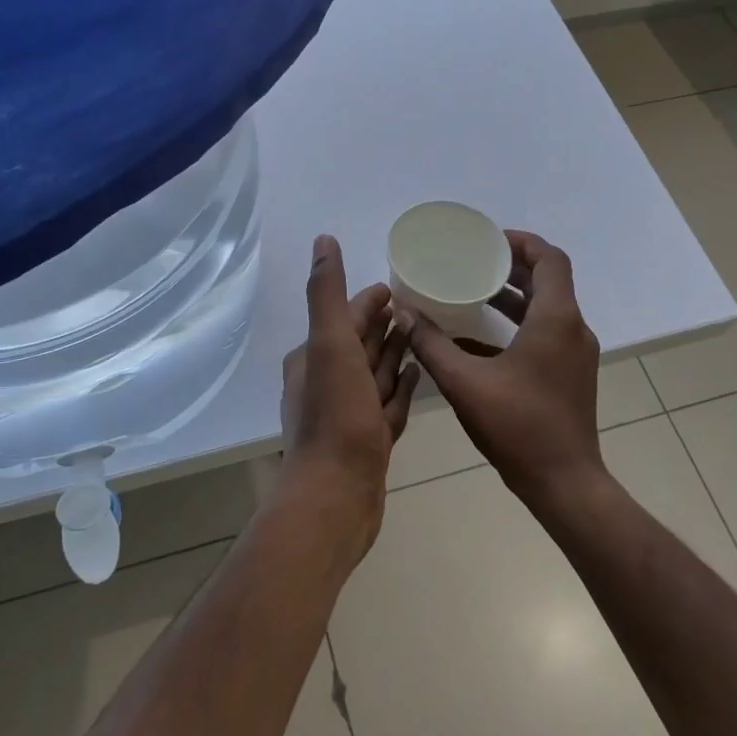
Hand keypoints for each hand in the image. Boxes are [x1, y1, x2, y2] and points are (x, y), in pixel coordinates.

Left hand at [278, 235, 419, 561]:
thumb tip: (323, 240)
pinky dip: (402, 387)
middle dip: (383, 324)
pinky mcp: (369, 440)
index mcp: (313, 358)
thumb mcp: (329, 344)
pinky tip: (421, 375)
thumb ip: (325, 293)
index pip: (344, 318)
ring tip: (423, 334)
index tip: (396, 286)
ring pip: (376, 373)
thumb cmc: (336, 415)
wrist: (337, 495)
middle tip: (418, 305)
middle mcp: (326, 383)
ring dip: (395, 353)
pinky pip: (389, 403)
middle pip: (360, 343)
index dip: (368, 301)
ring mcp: (349, 414)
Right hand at [405, 231, 603, 511]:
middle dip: (512, 266)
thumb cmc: (518, 427)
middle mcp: (572, 329)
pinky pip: (545, 333)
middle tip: (473, 261)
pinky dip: (517, 324)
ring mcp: (574, 354)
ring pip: (547, 308)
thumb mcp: (464, 382)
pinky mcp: (570, 374)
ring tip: (473, 290)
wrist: (563, 482)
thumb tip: (403, 313)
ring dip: (514, 295)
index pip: (550, 259)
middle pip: (548, 280)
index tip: (488, 240)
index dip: (522, 242)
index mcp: (556, 320)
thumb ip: (431, 344)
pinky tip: (479, 337)